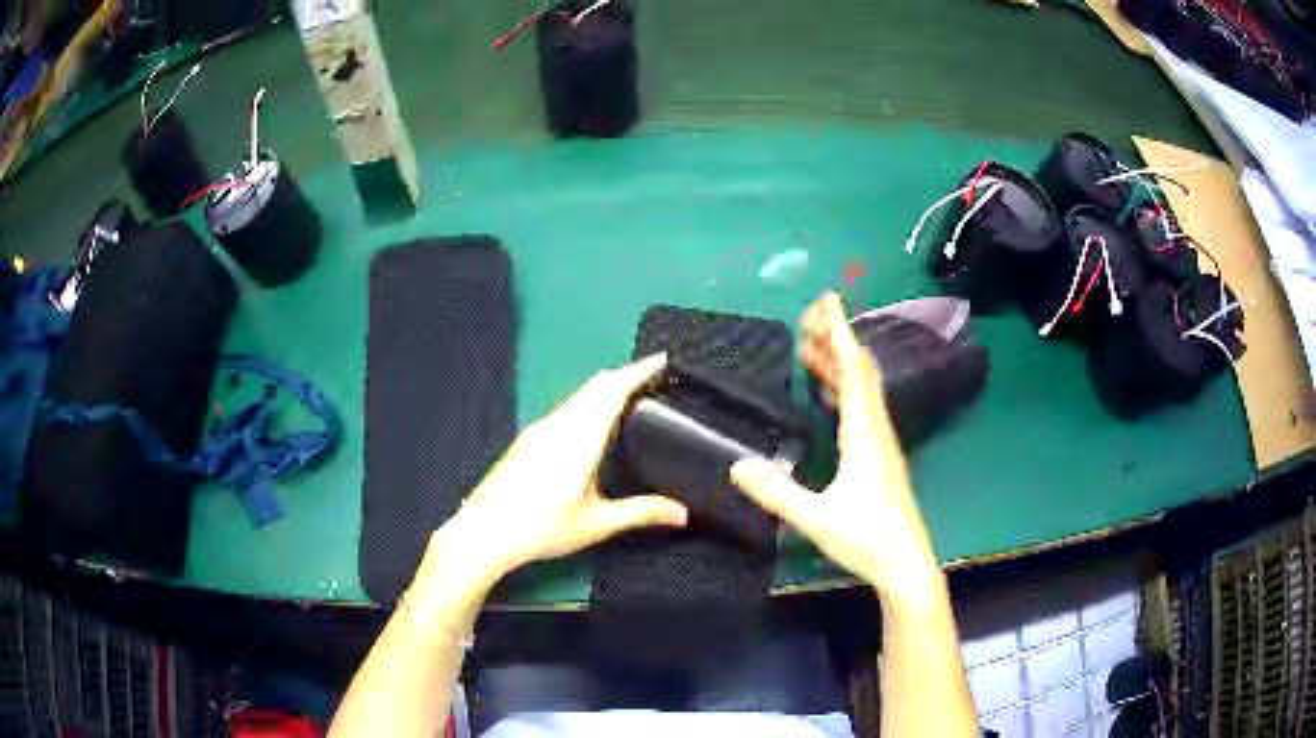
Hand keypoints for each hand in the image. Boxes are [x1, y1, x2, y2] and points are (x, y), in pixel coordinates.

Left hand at [433, 353, 688, 585]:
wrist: (484, 531)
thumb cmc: (542, 527)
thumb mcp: (596, 523)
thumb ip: (641, 512)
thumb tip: (683, 512)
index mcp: (579, 437)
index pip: (613, 390)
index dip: (639, 371)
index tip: (662, 358)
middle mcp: (559, 424)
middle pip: (595, 386)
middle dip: (625, 376)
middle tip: (655, 379)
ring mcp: (540, 429)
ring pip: (578, 396)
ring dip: (605, 389)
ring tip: (630, 398)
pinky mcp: (528, 439)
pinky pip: (566, 408)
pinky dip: (588, 403)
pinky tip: (592, 426)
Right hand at [730, 293, 941, 603]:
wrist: (906, 564)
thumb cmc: (866, 539)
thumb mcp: (815, 518)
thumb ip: (776, 492)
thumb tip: (736, 466)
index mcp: (864, 435)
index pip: (852, 371)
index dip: (839, 333)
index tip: (827, 300)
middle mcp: (877, 430)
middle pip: (860, 372)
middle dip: (836, 340)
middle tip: (808, 319)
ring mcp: (881, 443)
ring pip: (862, 390)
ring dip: (839, 364)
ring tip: (810, 347)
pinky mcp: (880, 457)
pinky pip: (861, 409)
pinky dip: (843, 390)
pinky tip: (827, 394)